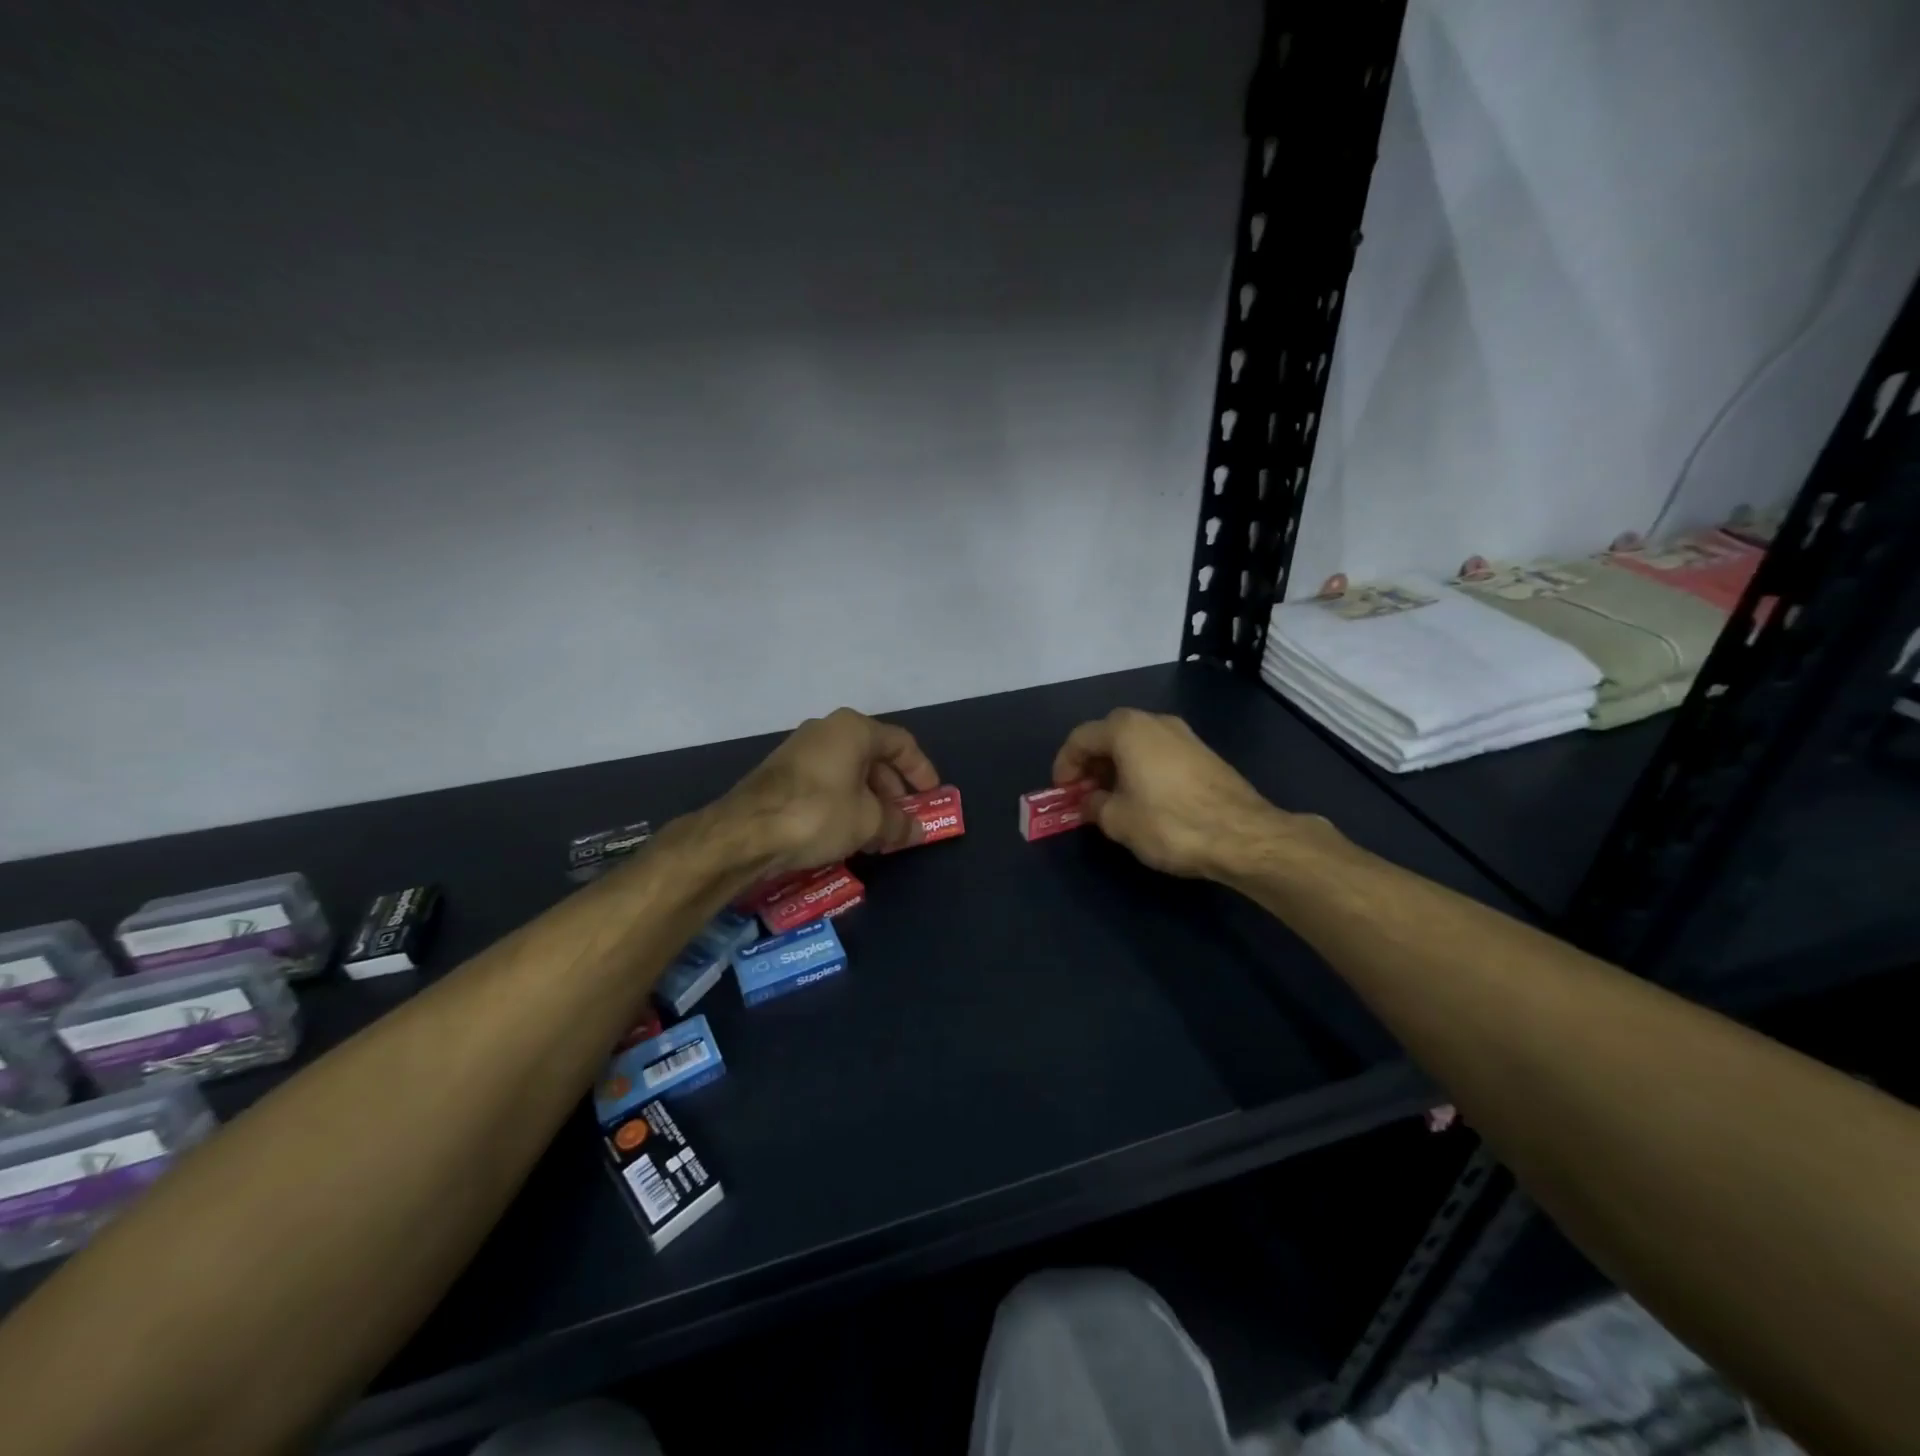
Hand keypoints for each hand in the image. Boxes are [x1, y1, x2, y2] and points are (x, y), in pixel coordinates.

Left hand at [727, 708, 940, 874]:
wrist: (745, 831)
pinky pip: (826, 783)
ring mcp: (800, 750)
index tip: (932, 796)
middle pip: (873, 757)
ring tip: (877, 834)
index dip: (921, 770)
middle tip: (903, 820)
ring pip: (848, 772)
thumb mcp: (868, 822)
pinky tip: (846, 833)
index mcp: (854, 729)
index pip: (901, 744)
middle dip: (893, 791)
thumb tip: (917, 831)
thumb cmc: (818, 814)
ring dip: (868, 801)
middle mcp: (827, 731)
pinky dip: (843, 803)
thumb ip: (898, 824)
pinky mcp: (781, 773)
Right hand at [1051, 708, 1286, 879]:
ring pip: (1136, 743)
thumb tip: (1091, 802)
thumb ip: (1094, 806)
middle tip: (1084, 794)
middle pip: (1109, 734)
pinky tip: (1143, 798)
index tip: (1062, 793)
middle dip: (1091, 763)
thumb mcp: (1118, 820)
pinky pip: (1158, 753)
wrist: (1243, 835)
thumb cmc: (1169, 823)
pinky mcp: (1203, 753)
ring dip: (1116, 766)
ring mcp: (1183, 734)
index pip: (1081, 737)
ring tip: (1111, 799)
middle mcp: (1154, 721)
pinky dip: (1141, 769)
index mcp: (1127, 730)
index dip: (1064, 765)